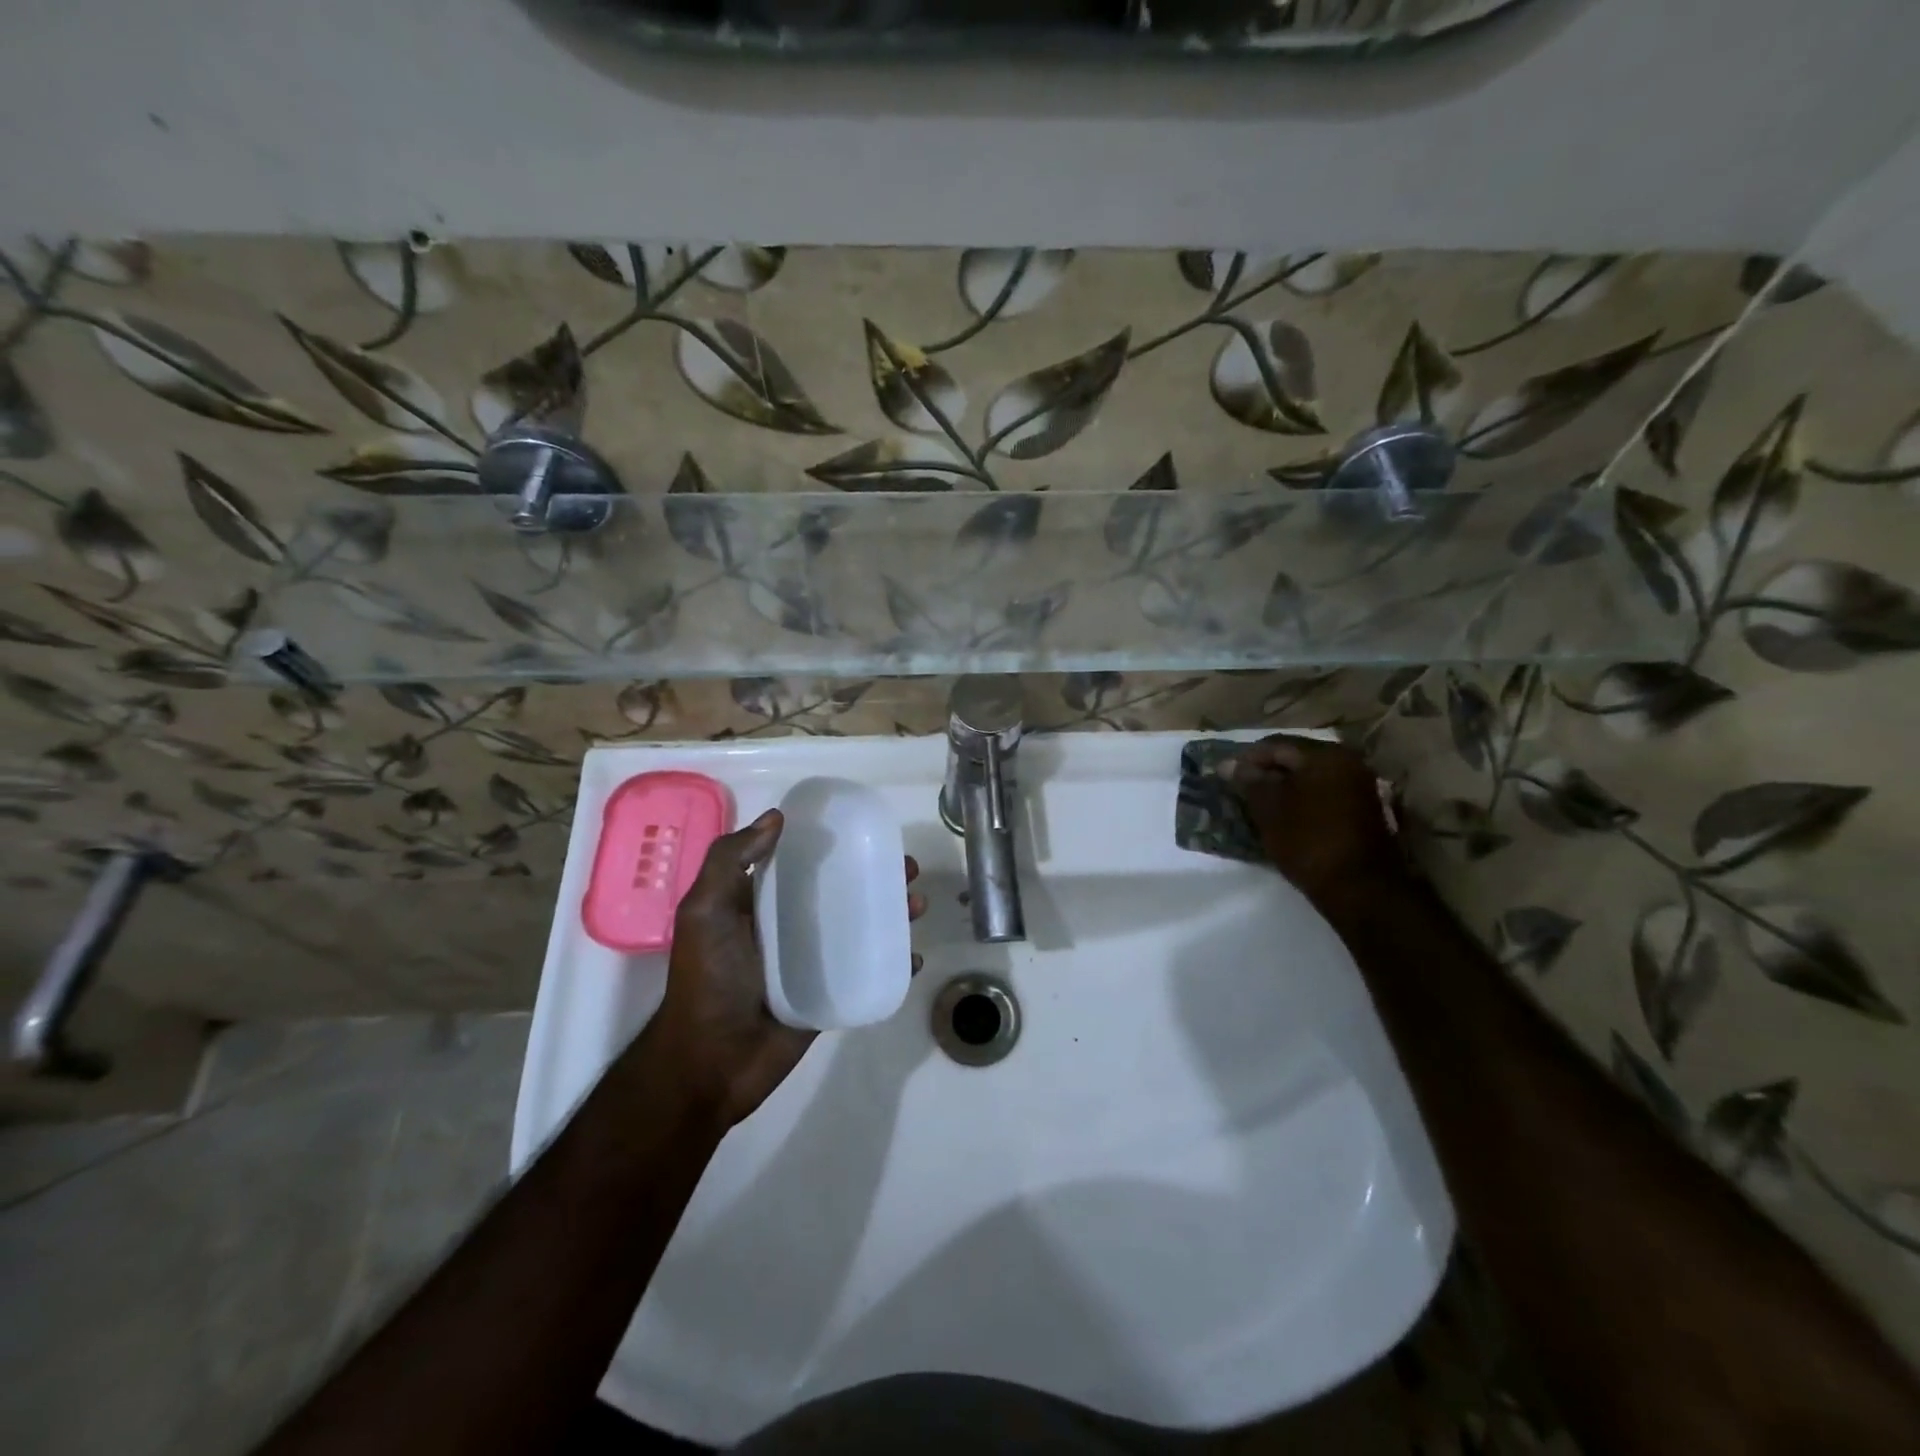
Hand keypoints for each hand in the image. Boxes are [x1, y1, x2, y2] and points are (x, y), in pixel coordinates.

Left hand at [646, 809, 926, 1128]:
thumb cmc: (708, 980)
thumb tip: (776, 817)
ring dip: (892, 912)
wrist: (712, 1064)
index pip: (803, 862)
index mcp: (761, 903)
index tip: (866, 830)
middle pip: (842, 890)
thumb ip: (730, 860)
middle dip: (876, 875)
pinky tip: (914, 954)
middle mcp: (790, 926)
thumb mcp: (705, 911)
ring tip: (917, 904)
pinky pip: (867, 970)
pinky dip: (894, 961)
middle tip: (907, 868)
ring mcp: (813, 961)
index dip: (834, 843)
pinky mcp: (830, 994)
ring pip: (861, 926)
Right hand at [1224, 736, 1405, 912]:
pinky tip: (1283, 814)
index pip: (1276, 745)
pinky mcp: (1362, 809)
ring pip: (1309, 777)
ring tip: (1258, 802)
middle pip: (1296, 758)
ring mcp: (1359, 785)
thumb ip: (1249, 781)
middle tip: (1239, 788)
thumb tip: (1229, 764)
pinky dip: (1301, 799)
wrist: (1359, 887)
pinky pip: (1323, 792)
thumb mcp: (1269, 808)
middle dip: (1266, 771)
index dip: (1246, 758)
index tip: (1224, 775)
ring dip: (1283, 786)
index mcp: (1324, 755)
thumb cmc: (1308, 840)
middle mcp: (1347, 762)